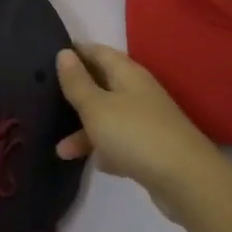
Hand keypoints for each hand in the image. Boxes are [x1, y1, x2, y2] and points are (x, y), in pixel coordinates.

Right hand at [54, 42, 224, 222]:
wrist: (187, 180)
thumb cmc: (135, 134)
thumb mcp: (97, 107)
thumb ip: (77, 82)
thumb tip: (64, 53)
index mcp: (128, 74)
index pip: (98, 52)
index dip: (75, 52)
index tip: (48, 57)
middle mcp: (139, 93)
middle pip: (102, 85)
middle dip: (76, 93)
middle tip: (45, 99)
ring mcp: (147, 122)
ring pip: (108, 118)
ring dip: (84, 131)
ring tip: (60, 150)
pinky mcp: (151, 149)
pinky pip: (121, 143)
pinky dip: (105, 150)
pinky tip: (93, 164)